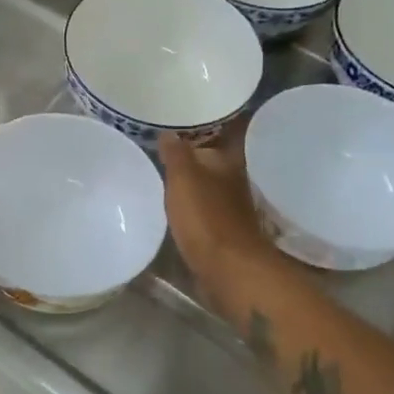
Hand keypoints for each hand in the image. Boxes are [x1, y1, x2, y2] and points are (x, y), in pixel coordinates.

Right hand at [158, 130, 273, 291]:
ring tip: (161, 177)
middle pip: (210, 161)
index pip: (215, 135)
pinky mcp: (223, 230)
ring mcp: (230, 206)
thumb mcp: (183, 177)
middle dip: (189, 157)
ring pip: (206, 185)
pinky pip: (203, 208)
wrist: (227, 268)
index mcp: (228, 160)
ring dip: (189, 182)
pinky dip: (191, 205)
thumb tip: (168, 132)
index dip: (195, 130)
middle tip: (160, 150)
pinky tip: (174, 207)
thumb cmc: (205, 216)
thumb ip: (175, 153)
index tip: (173, 125)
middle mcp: (234, 179)